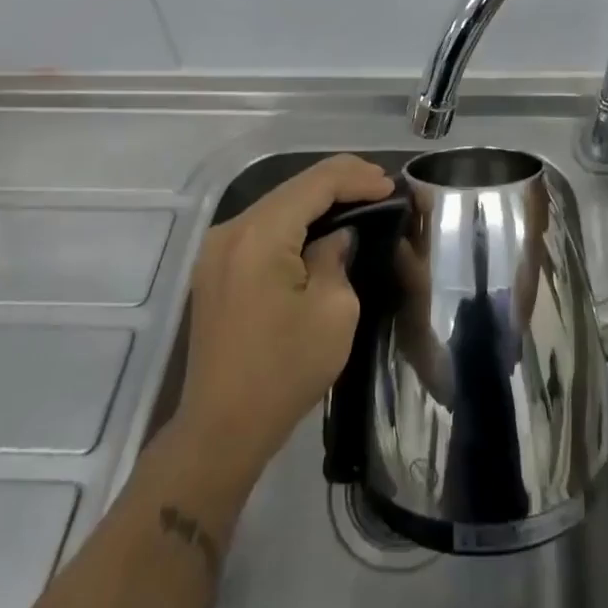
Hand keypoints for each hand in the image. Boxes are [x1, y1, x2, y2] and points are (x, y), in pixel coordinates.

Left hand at [175, 154, 393, 480]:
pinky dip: (296, 220)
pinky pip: (264, 227)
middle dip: (340, 182)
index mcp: (260, 235)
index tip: (391, 185)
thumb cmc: (285, 370)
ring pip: (278, 204)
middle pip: (293, 187)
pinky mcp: (216, 268)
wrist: (221, 429)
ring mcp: (218, 248)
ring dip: (318, 199)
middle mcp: (232, 230)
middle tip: (381, 186)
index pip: (316, 184)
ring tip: (360, 198)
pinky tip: (322, 226)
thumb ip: (337, 257)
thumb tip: (336, 238)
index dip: (357, 178)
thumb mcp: (333, 311)